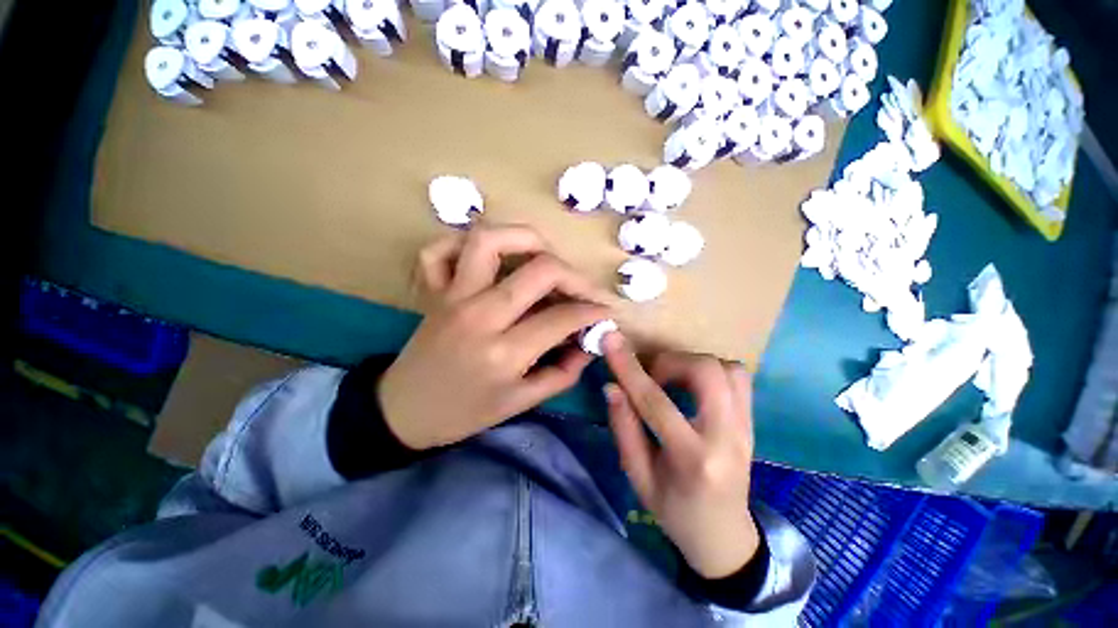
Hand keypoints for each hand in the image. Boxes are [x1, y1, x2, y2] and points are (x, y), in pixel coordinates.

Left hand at [379, 225, 612, 449]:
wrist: (404, 412)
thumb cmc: (464, 413)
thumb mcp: (520, 402)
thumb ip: (562, 373)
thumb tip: (588, 344)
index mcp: (504, 352)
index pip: (563, 317)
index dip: (593, 311)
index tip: (605, 312)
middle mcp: (480, 315)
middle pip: (540, 270)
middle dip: (575, 275)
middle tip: (584, 290)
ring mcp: (452, 295)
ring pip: (490, 240)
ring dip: (526, 239)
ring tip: (545, 255)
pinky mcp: (433, 290)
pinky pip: (440, 249)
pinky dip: (462, 242)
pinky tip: (486, 258)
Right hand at [602, 333, 759, 579]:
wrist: (723, 535)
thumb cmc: (674, 511)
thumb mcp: (638, 477)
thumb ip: (624, 428)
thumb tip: (612, 386)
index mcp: (692, 458)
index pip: (655, 401)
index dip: (628, 367)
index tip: (611, 340)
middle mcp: (726, 436)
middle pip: (705, 372)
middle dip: (669, 362)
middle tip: (651, 376)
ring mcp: (746, 427)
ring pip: (726, 367)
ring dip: (691, 363)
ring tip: (671, 380)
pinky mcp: (752, 421)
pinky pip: (738, 376)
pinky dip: (711, 369)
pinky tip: (692, 385)